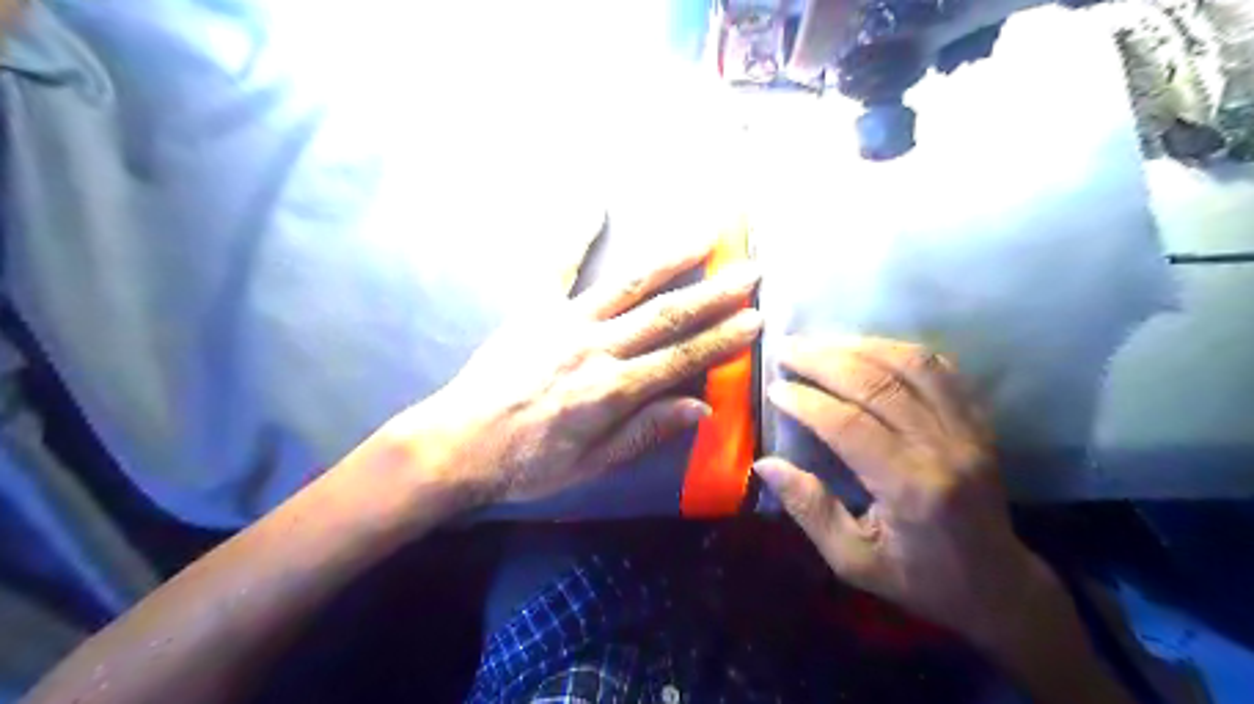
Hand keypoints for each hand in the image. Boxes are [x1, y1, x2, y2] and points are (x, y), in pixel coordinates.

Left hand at [387, 242, 763, 510]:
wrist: (459, 442)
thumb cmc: (528, 462)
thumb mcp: (592, 465)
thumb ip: (646, 431)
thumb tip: (702, 407)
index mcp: (612, 390)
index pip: (681, 358)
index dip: (722, 340)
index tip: (756, 319)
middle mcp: (595, 347)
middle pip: (665, 315)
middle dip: (714, 293)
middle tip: (750, 271)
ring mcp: (563, 321)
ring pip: (627, 284)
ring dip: (670, 259)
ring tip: (704, 235)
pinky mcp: (532, 308)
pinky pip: (555, 265)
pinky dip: (574, 233)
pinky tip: (593, 203)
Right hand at [754, 338, 1049, 646]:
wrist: (998, 586)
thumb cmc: (919, 578)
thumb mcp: (853, 561)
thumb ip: (809, 510)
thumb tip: (765, 464)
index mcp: (912, 488)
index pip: (850, 426)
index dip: (807, 401)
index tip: (775, 387)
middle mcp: (945, 448)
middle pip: (879, 384)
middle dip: (825, 360)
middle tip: (786, 347)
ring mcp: (968, 429)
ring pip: (912, 365)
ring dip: (860, 346)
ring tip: (820, 342)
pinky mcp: (979, 421)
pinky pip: (941, 368)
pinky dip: (899, 350)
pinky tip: (868, 347)